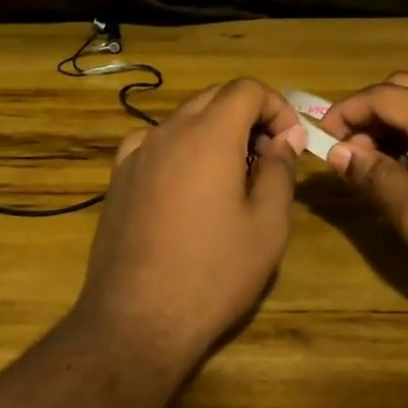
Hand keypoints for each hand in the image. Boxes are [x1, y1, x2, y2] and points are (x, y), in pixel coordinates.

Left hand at [75, 79, 306, 358]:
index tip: (290, 144)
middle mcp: (167, 132)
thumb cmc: (214, 272)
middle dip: (248, 117)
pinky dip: (181, 151)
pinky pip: (155, 145)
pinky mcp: (118, 180)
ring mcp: (136, 154)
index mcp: (208, 135)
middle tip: (268, 159)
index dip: (277, 107)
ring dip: (215, 133)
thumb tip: (284, 139)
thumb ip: (280, 171)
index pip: (246, 89)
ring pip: (183, 120)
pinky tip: (188, 190)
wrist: (137, 319)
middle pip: (213, 98)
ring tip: (232, 178)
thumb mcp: (267, 225)